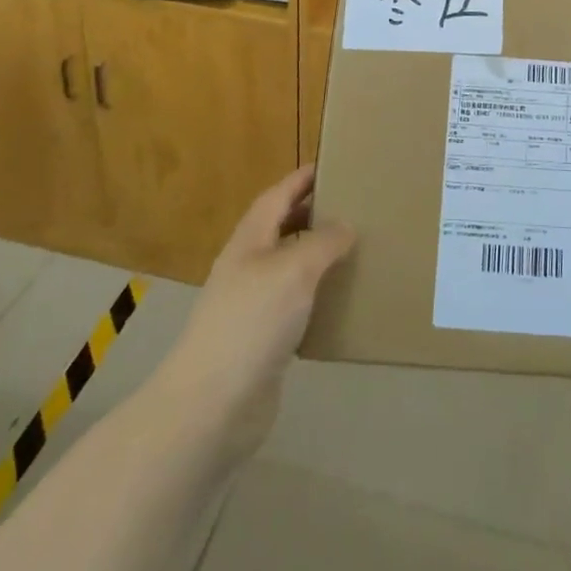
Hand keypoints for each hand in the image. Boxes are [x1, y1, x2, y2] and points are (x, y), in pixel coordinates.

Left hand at [156, 164, 354, 464]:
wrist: (213, 406)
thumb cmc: (251, 321)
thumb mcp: (294, 269)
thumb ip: (323, 242)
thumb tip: (345, 225)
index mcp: (249, 241)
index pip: (277, 196)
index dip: (301, 179)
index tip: (332, 165)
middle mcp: (248, 267)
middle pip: (282, 229)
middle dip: (314, 214)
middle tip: (355, 206)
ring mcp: (253, 306)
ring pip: (291, 269)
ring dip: (319, 257)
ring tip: (357, 250)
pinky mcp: (264, 342)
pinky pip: (297, 307)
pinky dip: (319, 297)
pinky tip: (343, 302)